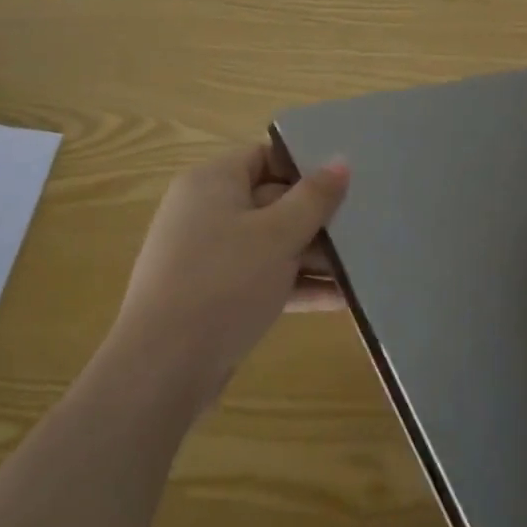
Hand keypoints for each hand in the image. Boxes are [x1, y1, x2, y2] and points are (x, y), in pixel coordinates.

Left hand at [107, 144, 349, 410]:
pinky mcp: (212, 297)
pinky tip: (341, 299)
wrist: (162, 370)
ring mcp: (207, 257)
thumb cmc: (224, 282)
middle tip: (365, 226)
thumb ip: (314, 197)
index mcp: (213, 181)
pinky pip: (261, 279)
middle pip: (272, 201)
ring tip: (363, 265)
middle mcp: (205, 211)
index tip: (346, 182)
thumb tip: (340, 161)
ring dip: (313, 256)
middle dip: (317, 217)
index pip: (265, 156)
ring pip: (270, 244)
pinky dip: (295, 286)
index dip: (306, 166)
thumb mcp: (279, 234)